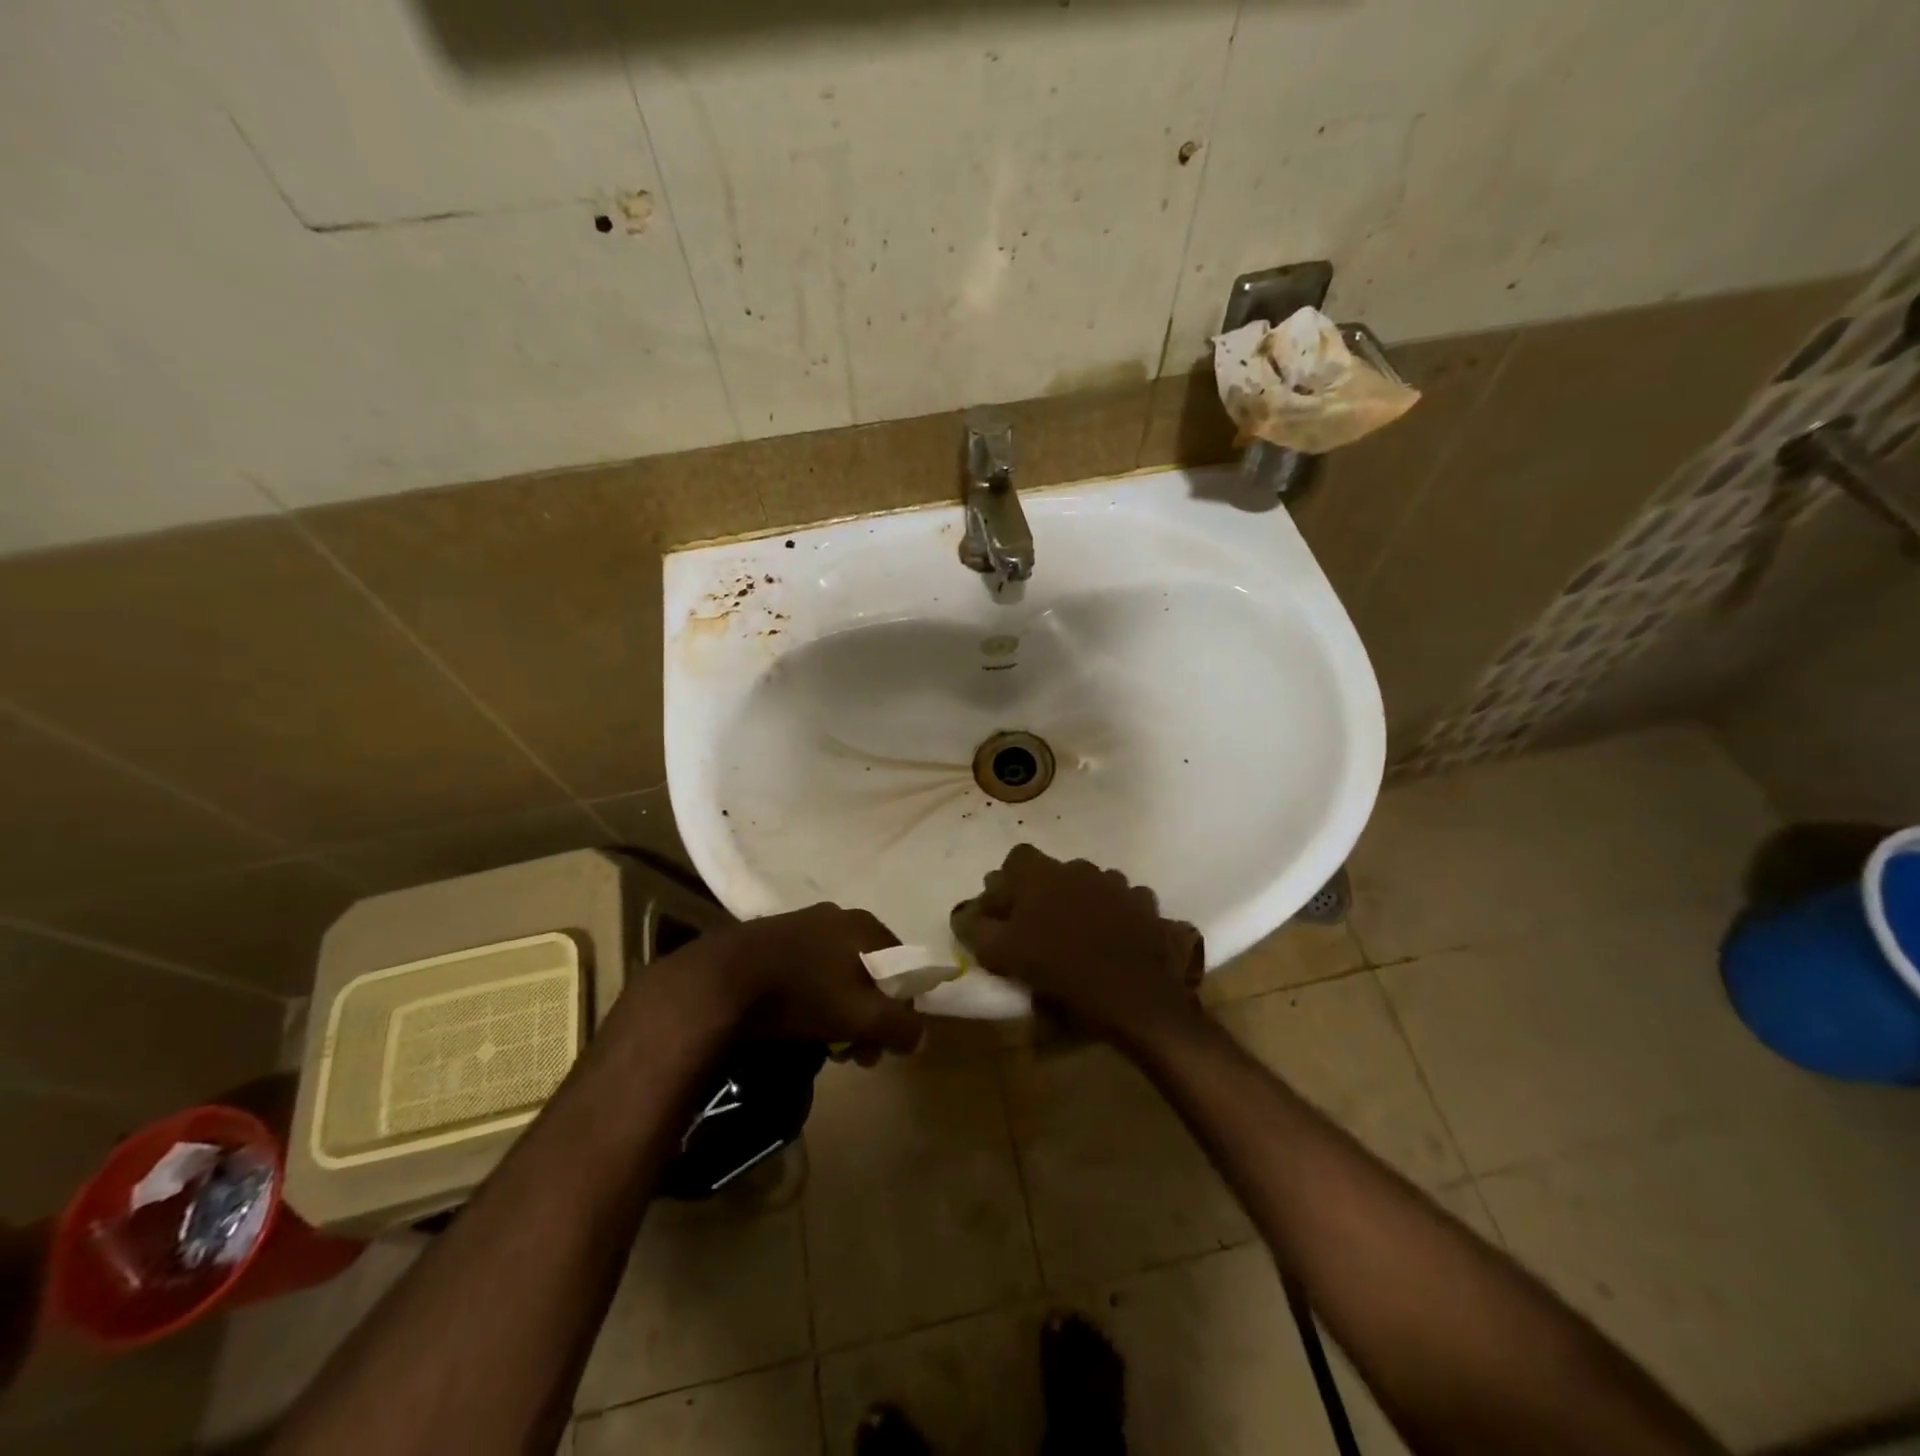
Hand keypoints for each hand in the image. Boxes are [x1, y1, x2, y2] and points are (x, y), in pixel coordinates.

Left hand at [709, 903, 925, 1060]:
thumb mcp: (860, 1016)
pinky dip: (813, 998)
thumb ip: (899, 1026)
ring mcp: (802, 924)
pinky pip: (808, 970)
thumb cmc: (804, 993)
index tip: (886, 1043)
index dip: (902, 1008)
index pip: (903, 966)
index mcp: (865, 925)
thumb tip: (922, 1037)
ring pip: (837, 973)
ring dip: (840, 1011)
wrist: (722, 981)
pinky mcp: (771, 938)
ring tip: (826, 1046)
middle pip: (870, 971)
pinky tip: (798, 1023)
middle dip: (869, 1016)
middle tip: (856, 1054)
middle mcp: (838, 915)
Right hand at [950, 844, 1203, 1044]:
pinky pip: (1124, 901)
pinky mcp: (1146, 905)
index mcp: (1042, 876)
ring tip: (1079, 938)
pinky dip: (1116, 915)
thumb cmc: (1062, 972)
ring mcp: (1117, 884)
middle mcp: (1079, 868)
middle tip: (1039, 931)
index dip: (1008, 882)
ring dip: (1081, 903)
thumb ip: (976, 929)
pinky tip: (1115, 941)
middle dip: (1044, 894)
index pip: (1016, 858)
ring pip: (1089, 884)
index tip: (1007, 912)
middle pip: (1053, 872)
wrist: (1137, 996)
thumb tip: (964, 914)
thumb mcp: (1003, 956)